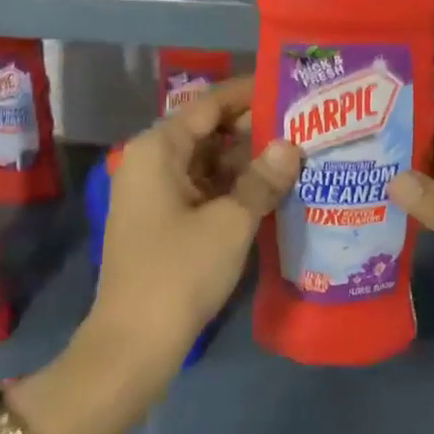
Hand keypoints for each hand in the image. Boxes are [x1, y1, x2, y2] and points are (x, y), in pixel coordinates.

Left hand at [90, 76, 301, 371]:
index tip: (287, 85)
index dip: (249, 93)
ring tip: (295, 153)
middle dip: (253, 129)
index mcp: (159, 148)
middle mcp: (152, 161)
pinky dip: (232, 187)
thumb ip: (263, 179)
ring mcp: (155, 193)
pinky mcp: (162, 221)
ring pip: (207, 161)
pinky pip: (202, 188)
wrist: (132, 347)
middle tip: (302, 124)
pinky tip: (270, 189)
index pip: (210, 104)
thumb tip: (290, 145)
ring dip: (246, 161)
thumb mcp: (230, 222)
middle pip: (208, 131)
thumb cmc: (179, 272)